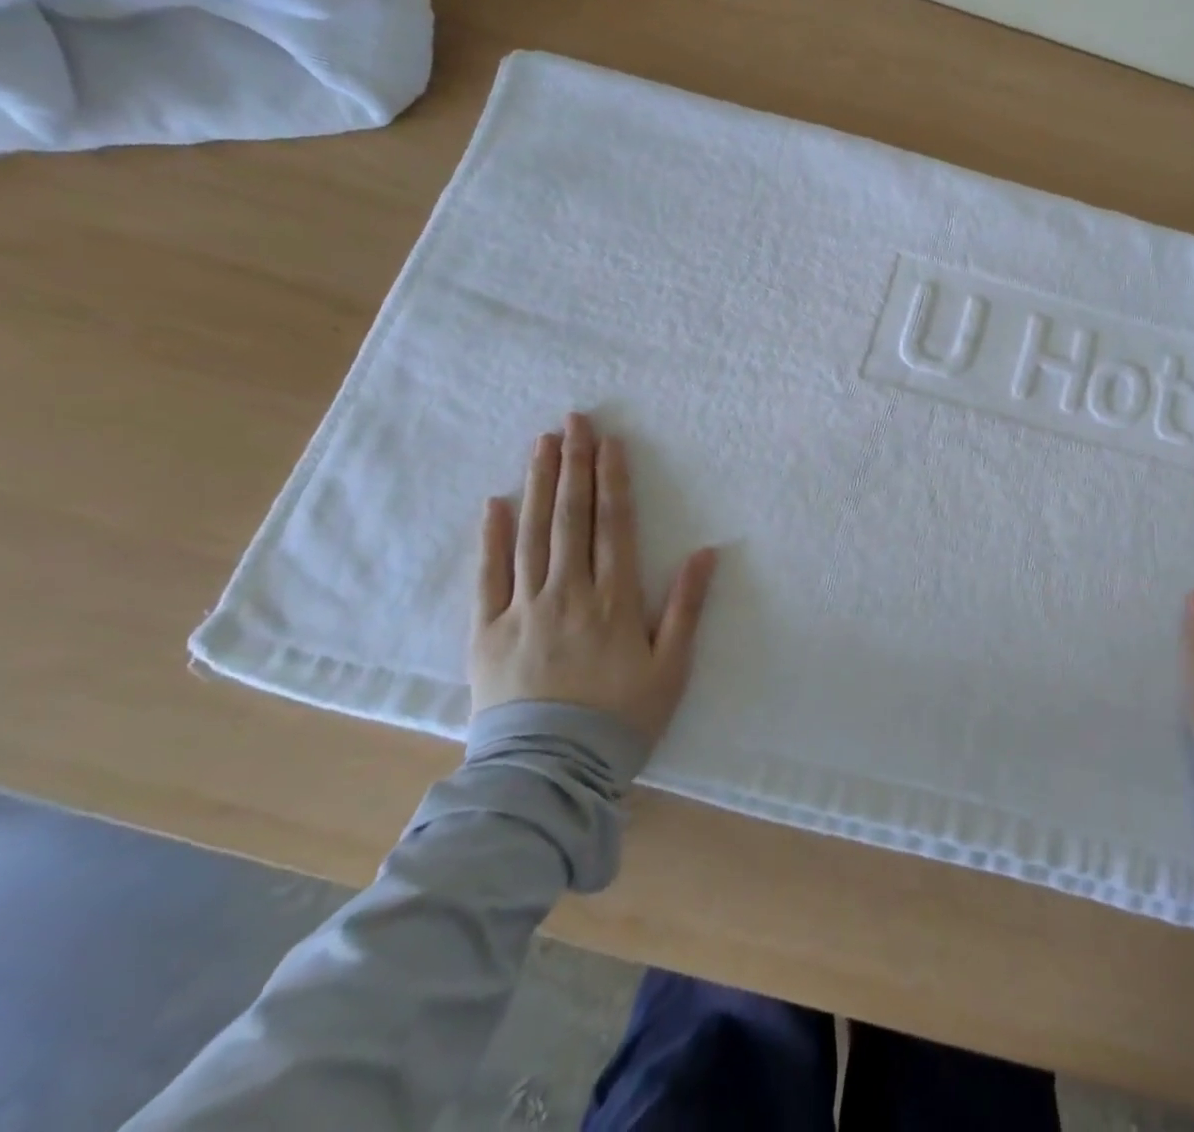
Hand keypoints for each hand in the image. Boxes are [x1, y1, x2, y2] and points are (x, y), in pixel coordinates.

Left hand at [470, 412, 718, 744]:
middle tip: (573, 421)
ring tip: (541, 444)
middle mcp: (569, 593)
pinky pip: (489, 576)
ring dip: (539, 486)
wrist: (550, 771)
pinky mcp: (487, 632)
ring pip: (532, 535)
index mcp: (614, 600)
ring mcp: (524, 610)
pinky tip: (496, 503)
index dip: (612, 480)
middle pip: (571, 518)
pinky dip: (492, 538)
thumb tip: (707, 551)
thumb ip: (686, 606)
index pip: (614, 525)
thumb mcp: (672, 666)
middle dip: (574, 465)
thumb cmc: (622, 717)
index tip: (610, 441)